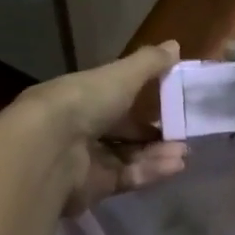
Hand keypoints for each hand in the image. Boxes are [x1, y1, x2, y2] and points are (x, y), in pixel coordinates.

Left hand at [13, 41, 188, 213]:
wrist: (49, 148)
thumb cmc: (84, 102)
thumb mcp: (121, 76)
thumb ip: (149, 63)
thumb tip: (175, 45)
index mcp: (81, 97)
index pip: (114, 99)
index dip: (141, 102)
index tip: (171, 104)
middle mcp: (80, 128)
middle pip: (122, 133)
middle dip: (153, 135)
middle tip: (183, 136)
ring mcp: (85, 160)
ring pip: (127, 157)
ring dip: (157, 154)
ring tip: (184, 153)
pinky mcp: (92, 188)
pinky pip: (126, 178)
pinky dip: (150, 171)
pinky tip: (174, 166)